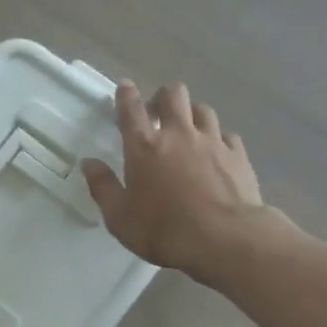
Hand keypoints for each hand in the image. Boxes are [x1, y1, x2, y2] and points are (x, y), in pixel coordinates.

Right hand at [82, 81, 263, 280]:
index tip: (124, 87)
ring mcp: (212, 141)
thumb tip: (89, 163)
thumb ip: (103, 187)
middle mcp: (178, 134)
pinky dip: (218, 138)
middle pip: (173, 94)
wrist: (224, 238)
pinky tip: (216, 153)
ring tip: (187, 131)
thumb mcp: (119, 218)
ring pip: (202, 109)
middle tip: (157, 114)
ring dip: (191, 115)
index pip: (131, 109)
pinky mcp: (237, 155)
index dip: (125, 95)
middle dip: (162, 97)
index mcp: (144, 147)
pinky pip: (226, 134)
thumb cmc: (164, 230)